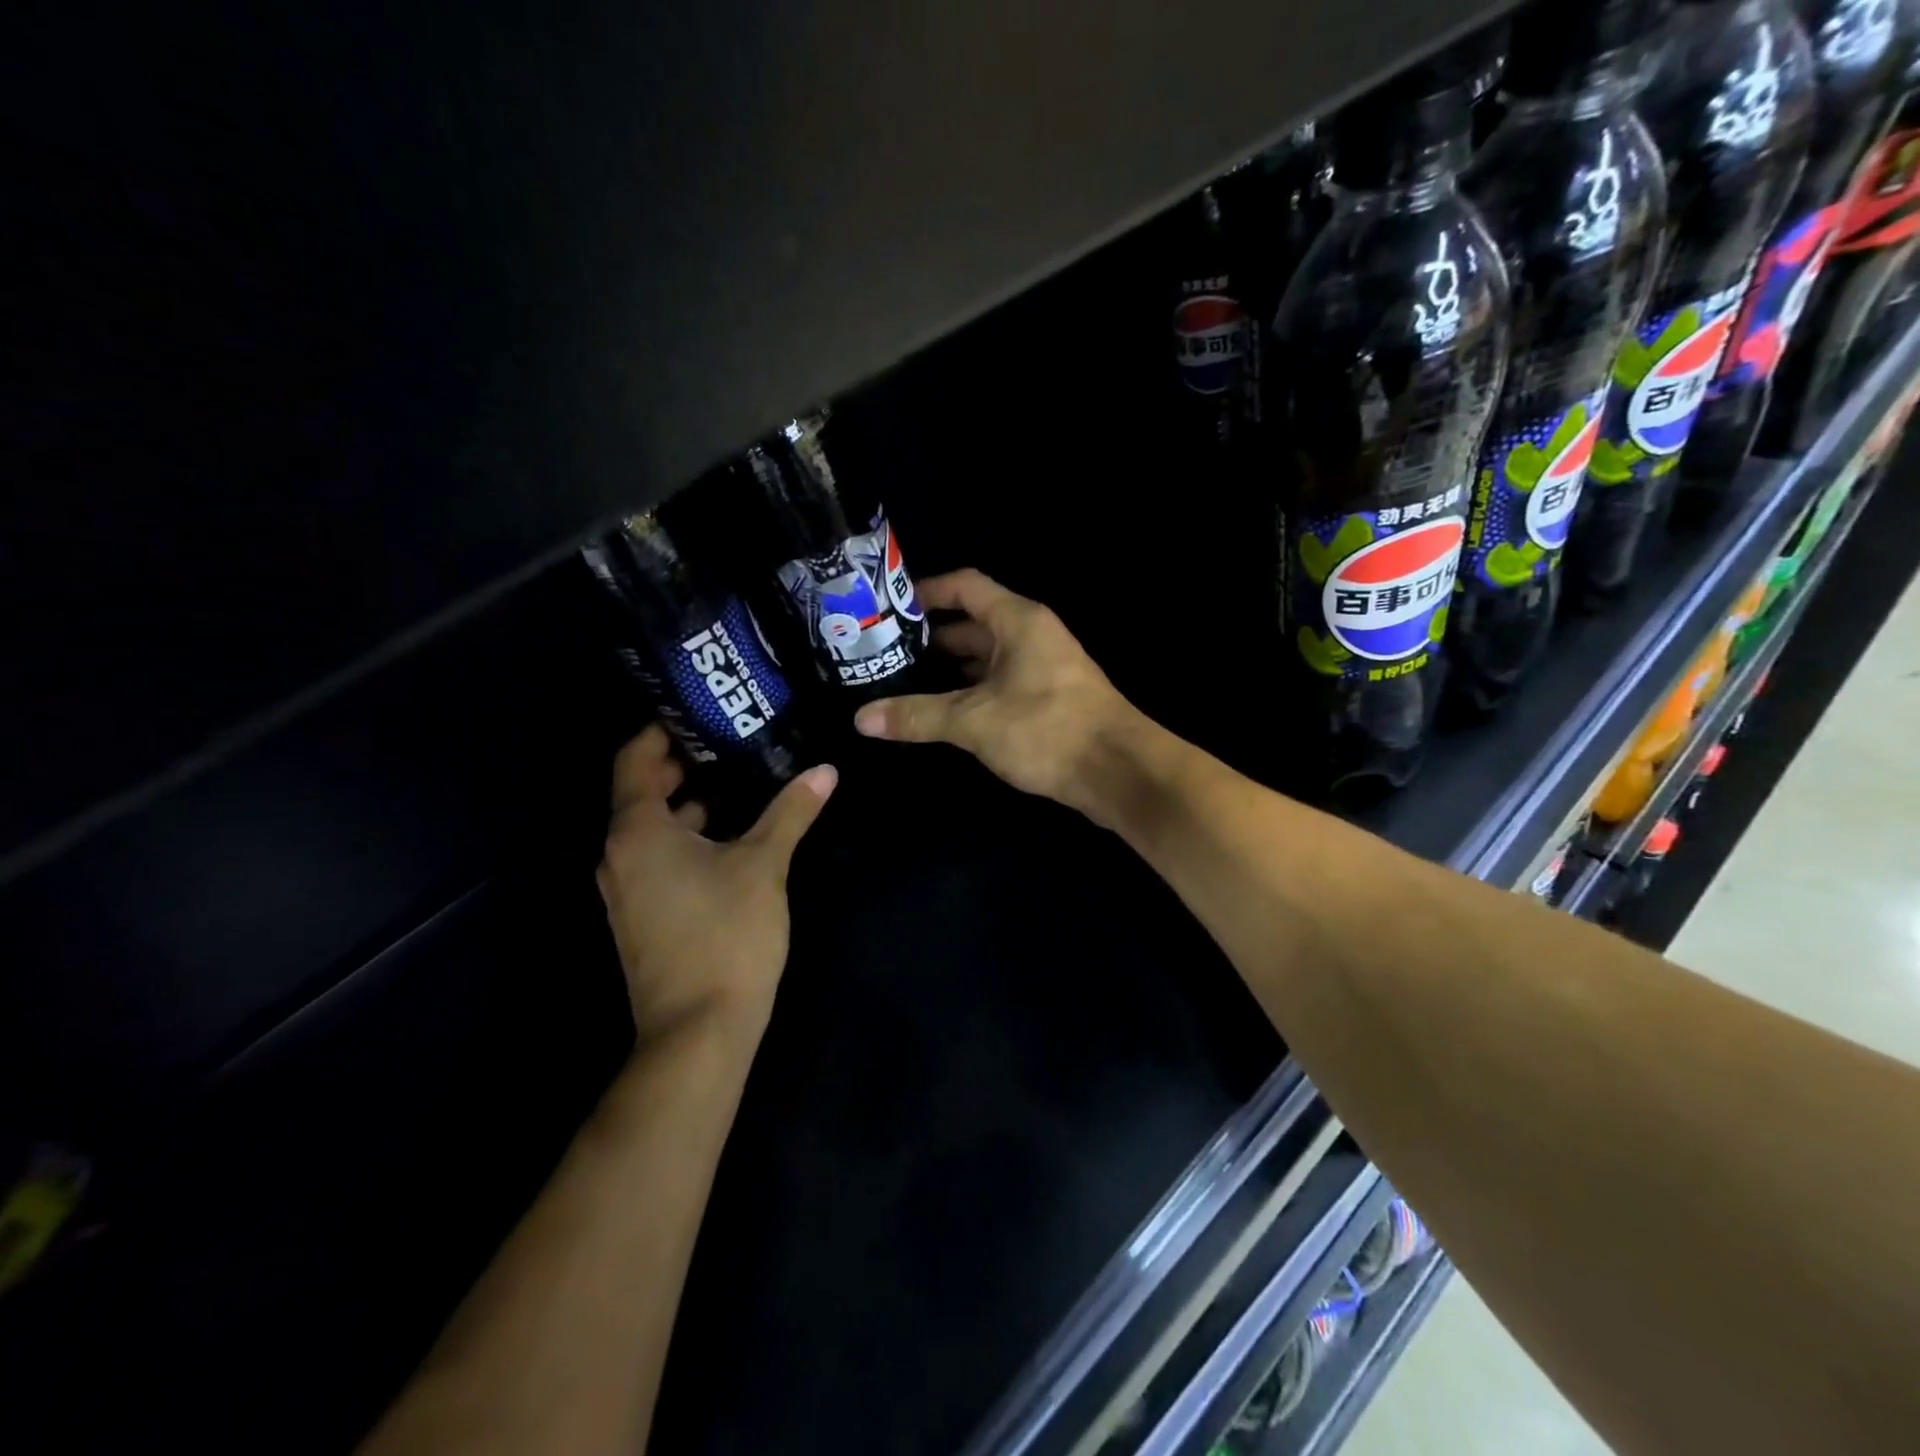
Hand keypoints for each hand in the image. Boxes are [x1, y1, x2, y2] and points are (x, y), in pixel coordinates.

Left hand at [597, 724, 836, 1042]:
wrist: (699, 1030)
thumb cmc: (726, 935)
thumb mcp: (764, 865)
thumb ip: (791, 812)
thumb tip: (825, 770)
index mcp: (637, 831)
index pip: (635, 760)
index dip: (662, 730)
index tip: (699, 710)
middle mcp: (619, 855)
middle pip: (642, 792)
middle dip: (684, 764)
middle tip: (731, 739)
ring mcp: (627, 889)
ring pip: (653, 828)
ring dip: (689, 803)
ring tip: (740, 780)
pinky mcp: (642, 916)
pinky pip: (658, 858)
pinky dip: (687, 836)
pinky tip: (732, 837)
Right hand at [851, 569, 1146, 817]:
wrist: (1118, 772)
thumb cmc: (1046, 729)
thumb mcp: (974, 720)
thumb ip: (918, 716)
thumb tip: (861, 719)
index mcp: (1018, 621)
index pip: (966, 586)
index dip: (927, 590)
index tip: (888, 607)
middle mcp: (1032, 637)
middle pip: (973, 623)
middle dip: (931, 637)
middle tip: (885, 652)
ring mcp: (1043, 669)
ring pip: (987, 658)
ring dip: (950, 669)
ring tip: (904, 682)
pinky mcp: (1049, 701)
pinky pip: (1000, 685)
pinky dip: (972, 693)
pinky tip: (943, 713)